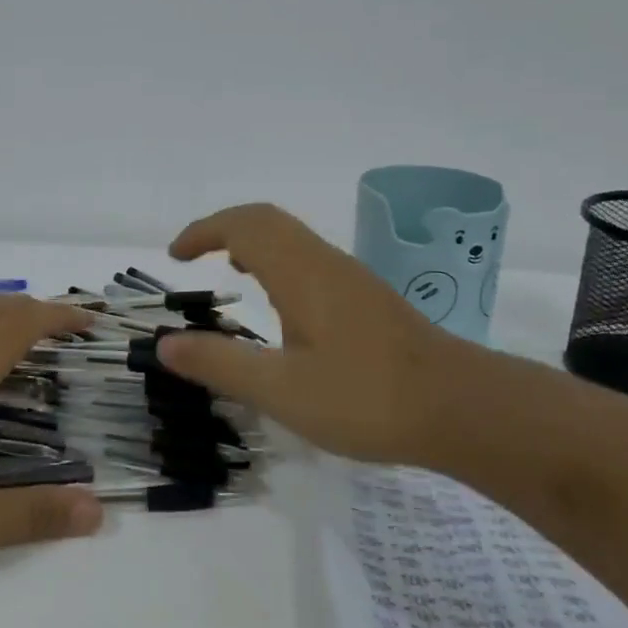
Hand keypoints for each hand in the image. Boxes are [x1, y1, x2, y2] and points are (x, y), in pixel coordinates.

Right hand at [158, 203, 487, 462]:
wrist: (461, 408)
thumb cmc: (366, 398)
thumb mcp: (281, 390)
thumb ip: (220, 364)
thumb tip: (166, 344)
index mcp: (300, 272)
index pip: (242, 225)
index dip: (202, 231)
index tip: (174, 255)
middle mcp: (324, 261)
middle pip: (266, 220)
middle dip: (223, 227)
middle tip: (192, 255)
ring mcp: (349, 277)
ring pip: (291, 236)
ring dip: (252, 241)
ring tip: (229, 269)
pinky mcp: (365, 297)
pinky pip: (308, 257)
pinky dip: (277, 260)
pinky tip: (280, 303)